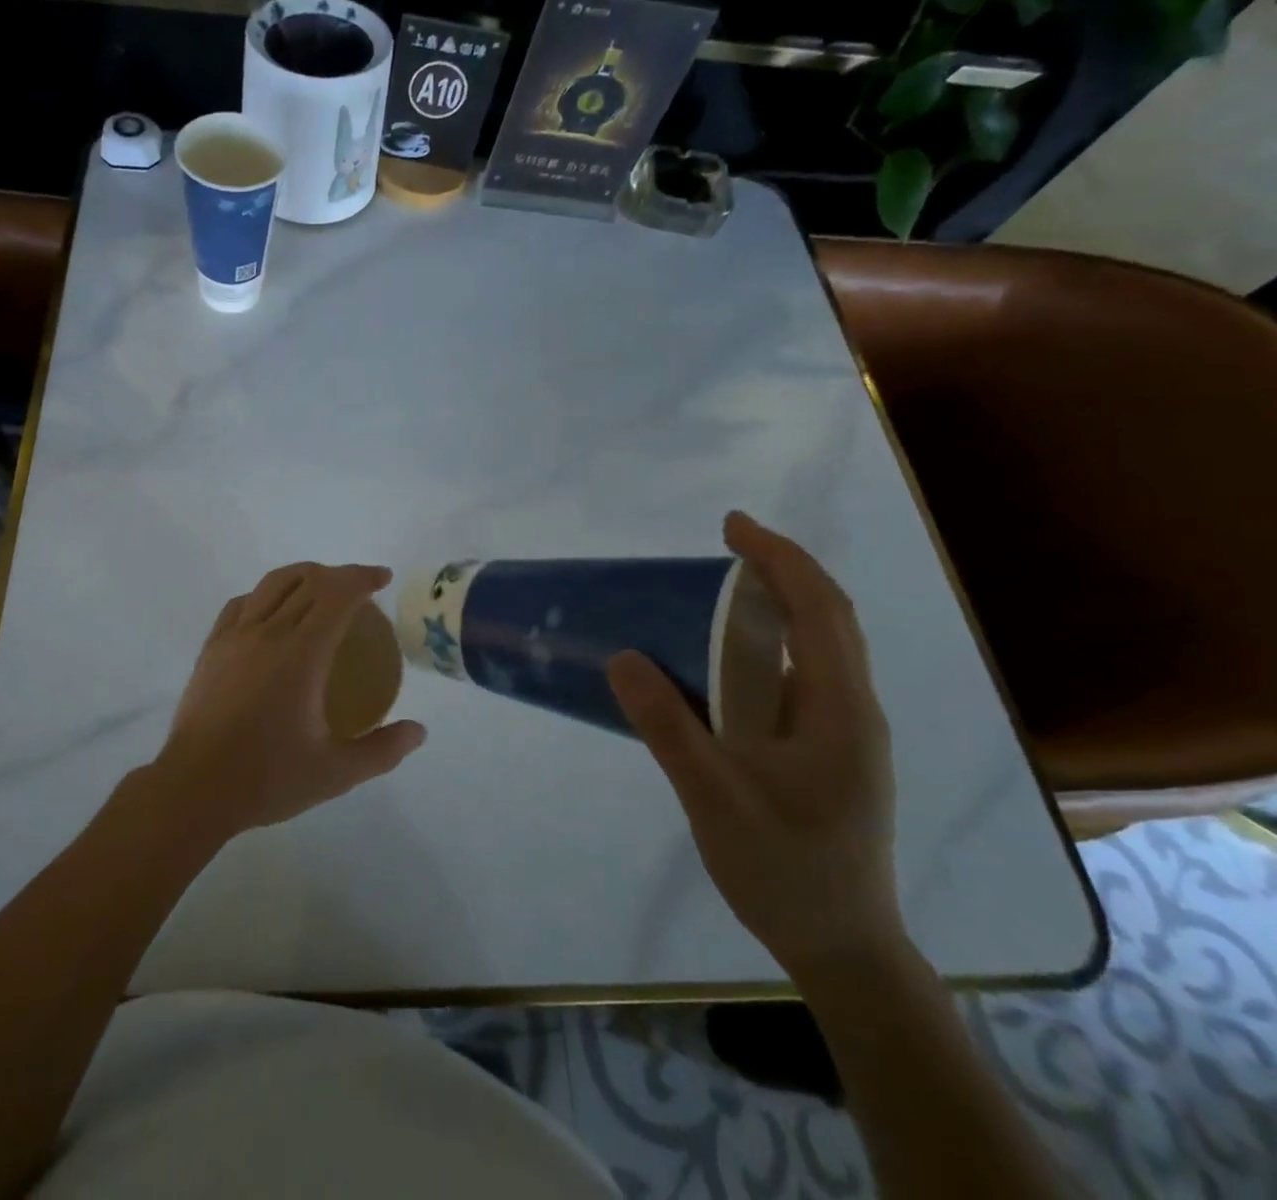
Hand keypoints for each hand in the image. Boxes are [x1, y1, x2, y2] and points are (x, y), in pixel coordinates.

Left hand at [152, 562, 427, 839]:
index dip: (362, 578)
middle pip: (307, 581)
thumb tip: (419, 731)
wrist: (194, 789)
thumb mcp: (336, 773)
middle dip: (339, 575)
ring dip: (303, 577)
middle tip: (361, 590)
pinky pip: (241, 604)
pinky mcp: (211, 648)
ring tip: (320, 591)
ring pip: (271, 584)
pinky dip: (265, 595)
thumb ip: (382, 750)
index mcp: (301, 653)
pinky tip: (271, 614)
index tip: (382, 579)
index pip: (336, 594)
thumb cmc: (267, 778)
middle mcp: (267, 632)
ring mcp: (234, 637)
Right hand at [609, 512, 905, 981]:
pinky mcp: (825, 749)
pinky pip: (798, 675)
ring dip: (775, 604)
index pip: (820, 611)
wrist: (842, 947)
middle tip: (723, 545)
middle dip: (780, 569)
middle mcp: (851, 709)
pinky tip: (721, 658)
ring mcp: (842, 731)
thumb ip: (669, 726)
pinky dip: (765, 644)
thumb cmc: (785, 869)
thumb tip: (622, 655)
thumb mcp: (715, 797)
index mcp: (840, 710)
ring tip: (716, 588)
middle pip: (828, 618)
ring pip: (818, 646)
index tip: (731, 527)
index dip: (780, 559)